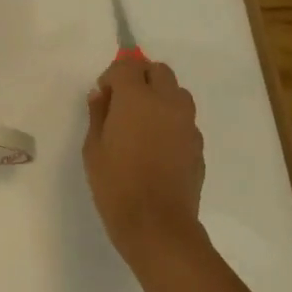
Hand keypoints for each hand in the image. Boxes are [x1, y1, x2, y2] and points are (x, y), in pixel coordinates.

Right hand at [82, 56, 207, 270]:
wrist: (157, 224)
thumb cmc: (115, 184)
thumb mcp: (93, 148)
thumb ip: (98, 114)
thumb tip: (101, 95)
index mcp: (136, 99)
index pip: (127, 66)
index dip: (112, 76)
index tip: (102, 96)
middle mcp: (167, 103)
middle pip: (158, 71)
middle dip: (140, 77)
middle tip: (122, 102)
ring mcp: (187, 124)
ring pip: (177, 92)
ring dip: (159, 95)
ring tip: (142, 122)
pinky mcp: (198, 145)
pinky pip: (184, 119)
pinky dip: (170, 120)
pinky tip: (156, 146)